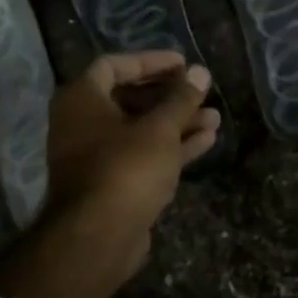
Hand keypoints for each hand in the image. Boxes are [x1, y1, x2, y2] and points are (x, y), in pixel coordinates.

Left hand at [45, 51, 220, 264]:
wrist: (99, 236)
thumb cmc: (126, 168)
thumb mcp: (160, 128)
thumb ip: (181, 99)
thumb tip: (200, 72)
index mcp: (82, 99)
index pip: (114, 65)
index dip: (150, 61)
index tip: (182, 63)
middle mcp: (83, 124)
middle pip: (130, 98)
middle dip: (170, 96)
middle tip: (200, 91)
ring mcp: (98, 156)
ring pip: (142, 130)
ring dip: (177, 122)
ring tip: (215, 117)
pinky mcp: (115, 183)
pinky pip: (144, 155)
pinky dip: (172, 146)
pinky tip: (207, 140)